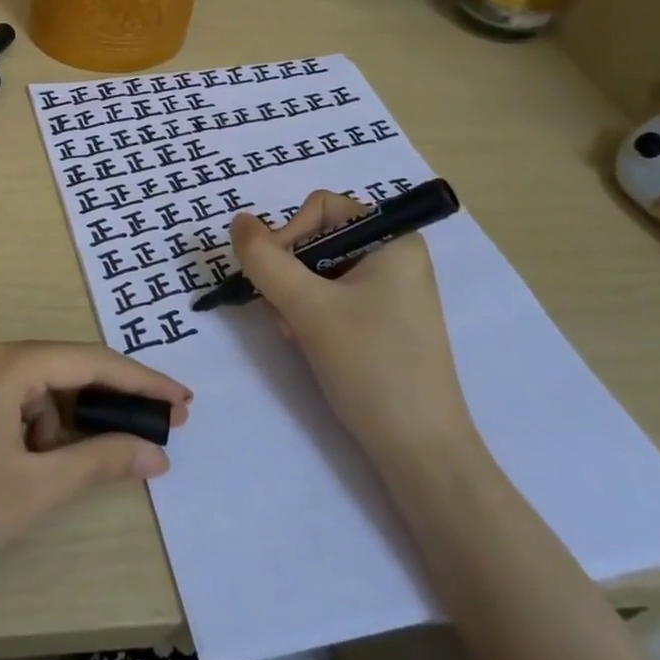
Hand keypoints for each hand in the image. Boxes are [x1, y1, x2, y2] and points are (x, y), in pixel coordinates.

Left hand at [0, 341, 189, 626]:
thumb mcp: (35, 490)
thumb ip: (101, 460)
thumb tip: (157, 451)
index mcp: (2, 363)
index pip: (88, 360)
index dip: (141, 381)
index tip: (184, 402)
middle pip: (59, 368)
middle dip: (103, 403)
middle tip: (150, 435)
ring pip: (31, 388)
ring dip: (58, 424)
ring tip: (53, 476)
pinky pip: (3, 400)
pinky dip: (27, 428)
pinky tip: (22, 468)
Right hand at [229, 191, 475, 466]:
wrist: (420, 452)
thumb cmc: (371, 366)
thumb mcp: (307, 307)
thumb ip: (264, 259)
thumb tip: (238, 220)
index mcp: (393, 238)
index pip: (320, 208)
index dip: (288, 236)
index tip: (276, 279)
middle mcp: (394, 256)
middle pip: (316, 240)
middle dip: (290, 276)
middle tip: (288, 316)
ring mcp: (390, 291)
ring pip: (317, 273)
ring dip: (296, 301)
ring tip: (302, 338)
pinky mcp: (382, 322)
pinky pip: (332, 299)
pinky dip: (311, 317)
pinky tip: (312, 347)